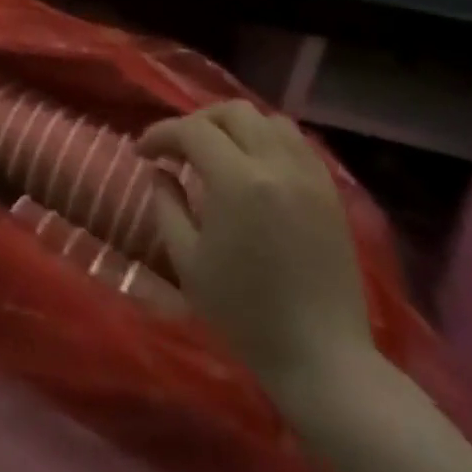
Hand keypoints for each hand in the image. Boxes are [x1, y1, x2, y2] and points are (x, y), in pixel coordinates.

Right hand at [137, 104, 375, 403]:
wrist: (322, 358)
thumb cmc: (244, 313)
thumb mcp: (187, 259)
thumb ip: (166, 204)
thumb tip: (161, 171)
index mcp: (238, 181)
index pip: (191, 130)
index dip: (160, 134)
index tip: (141, 153)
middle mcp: (277, 166)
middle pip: (232, 113)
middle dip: (197, 122)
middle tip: (178, 149)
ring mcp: (310, 177)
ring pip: (269, 120)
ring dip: (235, 126)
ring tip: (217, 152)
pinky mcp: (330, 194)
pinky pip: (297, 144)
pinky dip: (268, 140)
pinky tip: (253, 167)